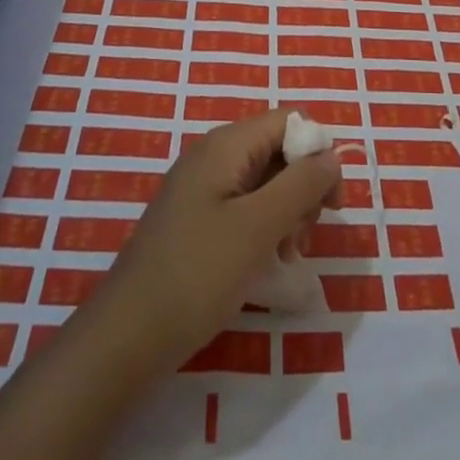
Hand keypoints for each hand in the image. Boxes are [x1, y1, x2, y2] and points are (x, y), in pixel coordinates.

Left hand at [94, 109, 340, 373]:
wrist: (127, 337)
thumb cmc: (197, 275)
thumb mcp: (258, 227)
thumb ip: (301, 185)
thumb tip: (332, 155)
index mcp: (226, 146)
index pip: (289, 122)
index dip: (317, 154)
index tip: (331, 204)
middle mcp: (213, 157)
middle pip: (278, 151)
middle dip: (302, 189)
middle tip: (303, 236)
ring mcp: (202, 190)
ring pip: (265, 183)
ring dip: (287, 214)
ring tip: (286, 256)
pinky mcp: (197, 221)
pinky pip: (245, 209)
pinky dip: (265, 230)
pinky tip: (268, 265)